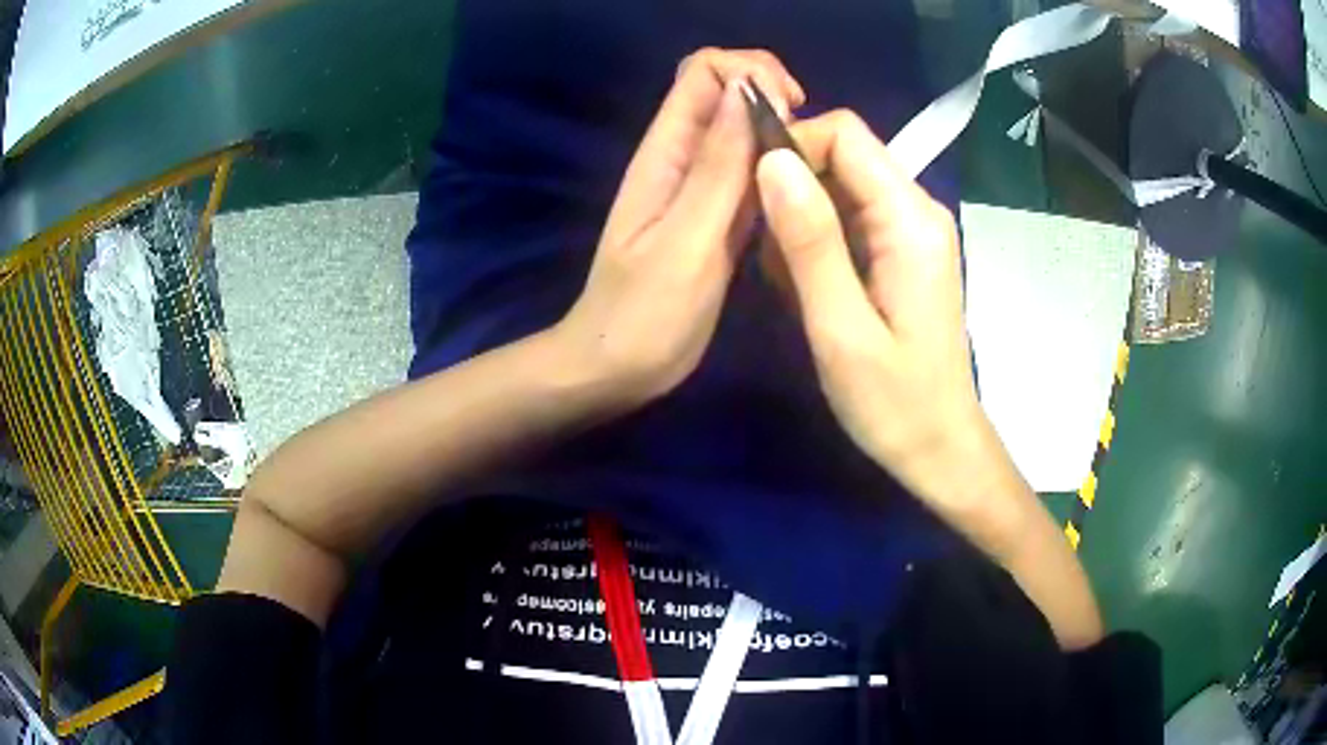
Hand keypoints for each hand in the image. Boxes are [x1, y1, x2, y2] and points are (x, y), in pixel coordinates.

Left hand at [554, 49, 804, 404]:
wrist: (618, 368)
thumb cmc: (645, 314)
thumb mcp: (686, 240)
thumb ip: (718, 167)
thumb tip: (747, 90)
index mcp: (666, 152)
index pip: (704, 71)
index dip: (750, 72)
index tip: (792, 108)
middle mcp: (684, 158)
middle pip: (729, 94)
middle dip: (774, 100)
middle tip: (810, 147)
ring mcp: (702, 189)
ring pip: (746, 135)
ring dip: (782, 138)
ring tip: (814, 172)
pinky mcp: (718, 219)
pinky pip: (752, 176)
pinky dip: (779, 174)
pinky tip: (801, 199)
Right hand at [754, 111, 1011, 519]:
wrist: (940, 447)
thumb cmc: (894, 402)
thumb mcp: (841, 328)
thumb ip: (809, 241)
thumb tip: (771, 160)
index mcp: (910, 219)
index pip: (845, 133)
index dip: (792, 146)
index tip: (755, 196)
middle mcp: (917, 209)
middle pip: (843, 154)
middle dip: (792, 188)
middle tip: (769, 255)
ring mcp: (913, 229)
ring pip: (840, 186)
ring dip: (801, 222)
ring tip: (789, 284)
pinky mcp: (903, 250)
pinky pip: (850, 218)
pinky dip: (818, 242)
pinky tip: (809, 290)